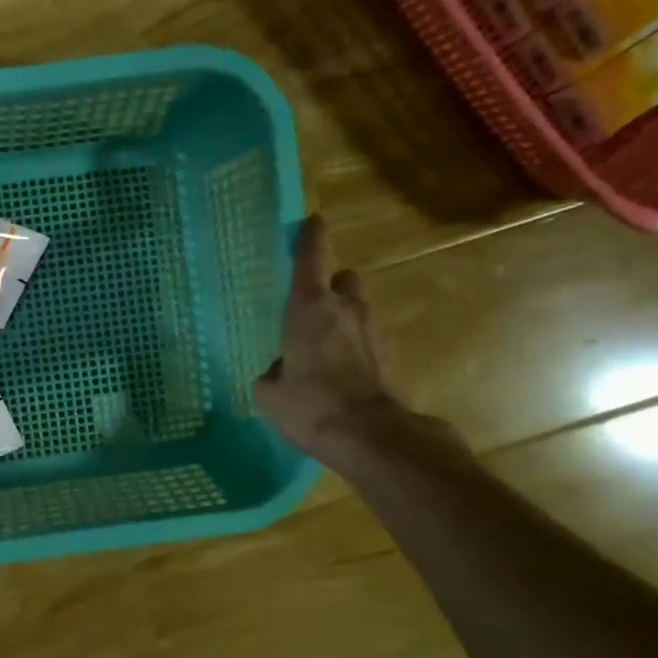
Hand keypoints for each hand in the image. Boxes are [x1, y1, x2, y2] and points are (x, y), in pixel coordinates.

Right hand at [253, 216, 402, 461]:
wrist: (369, 435)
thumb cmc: (310, 404)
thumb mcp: (269, 393)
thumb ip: (271, 372)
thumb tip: (279, 369)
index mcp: (309, 308)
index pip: (310, 259)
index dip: (310, 238)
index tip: (311, 222)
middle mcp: (344, 310)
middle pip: (342, 279)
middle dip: (330, 285)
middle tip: (312, 304)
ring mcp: (372, 331)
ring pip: (357, 309)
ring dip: (342, 317)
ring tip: (322, 344)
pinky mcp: (388, 355)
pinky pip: (366, 338)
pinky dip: (353, 346)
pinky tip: (339, 370)